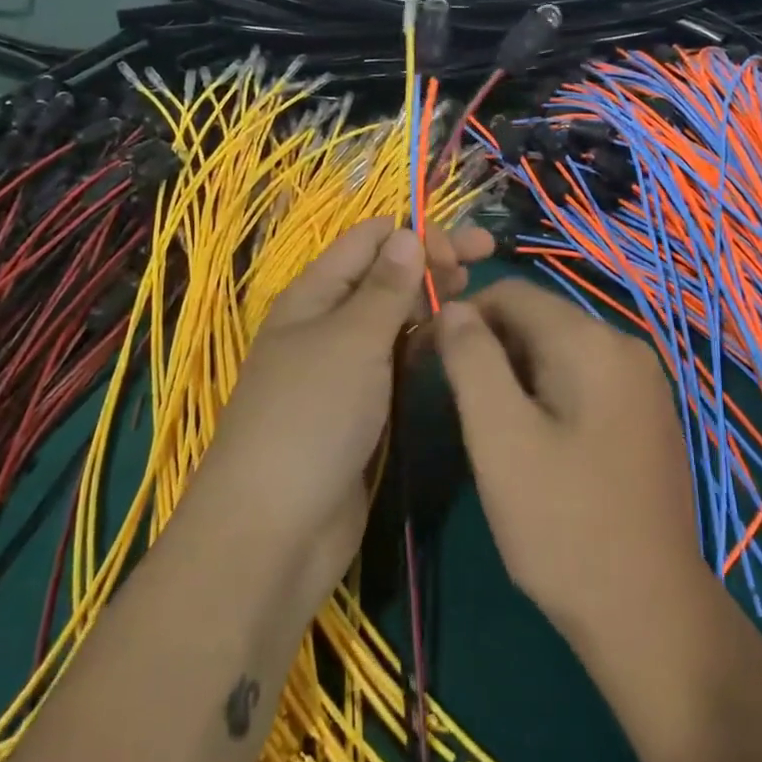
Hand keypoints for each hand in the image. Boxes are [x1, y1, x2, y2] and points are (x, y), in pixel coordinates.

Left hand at [192, 217, 493, 612]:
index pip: (367, 241)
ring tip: (475, 292)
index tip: (461, 245)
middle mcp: (327, 323)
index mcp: (313, 295)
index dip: (413, 232)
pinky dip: (424, 341)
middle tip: (485, 255)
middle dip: (431, 259)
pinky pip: (397, 359)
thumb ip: (385, 288)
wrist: (276, 530)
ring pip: (393, 317)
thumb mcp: (351, 341)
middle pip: (384, 275)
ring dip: (430, 298)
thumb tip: (408, 232)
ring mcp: (345, 366)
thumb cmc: (311, 417)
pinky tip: (455, 337)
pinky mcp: (362, 406)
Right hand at [435, 279, 703, 644]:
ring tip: (490, 426)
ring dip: (515, 373)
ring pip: (559, 351)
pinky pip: (584, 380)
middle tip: (455, 402)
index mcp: (592, 341)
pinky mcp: (647, 415)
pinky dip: (548, 393)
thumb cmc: (563, 524)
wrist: (650, 613)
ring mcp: (644, 383)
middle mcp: (626, 346)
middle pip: (538, 319)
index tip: (427, 359)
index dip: (461, 316)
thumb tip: (453, 308)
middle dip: (490, 347)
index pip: (512, 293)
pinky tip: (534, 442)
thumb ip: (472, 361)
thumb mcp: (500, 438)